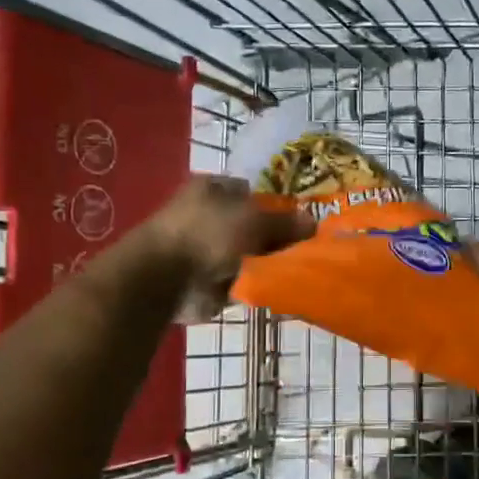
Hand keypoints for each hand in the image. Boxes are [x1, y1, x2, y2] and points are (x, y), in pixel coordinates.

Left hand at [138, 175, 313, 317]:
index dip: (276, 205)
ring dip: (265, 264)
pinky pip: (239, 281)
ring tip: (296, 271)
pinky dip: (253, 285)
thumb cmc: (208, 234)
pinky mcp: (205, 281)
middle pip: (251, 226)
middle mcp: (207, 215)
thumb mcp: (254, 221)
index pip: (252, 192)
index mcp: (213, 189)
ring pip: (247, 255)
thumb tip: (313, 222)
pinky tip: (276, 289)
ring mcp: (205, 250)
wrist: (164, 278)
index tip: (300, 222)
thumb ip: (285, 223)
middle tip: (304, 249)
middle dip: (274, 238)